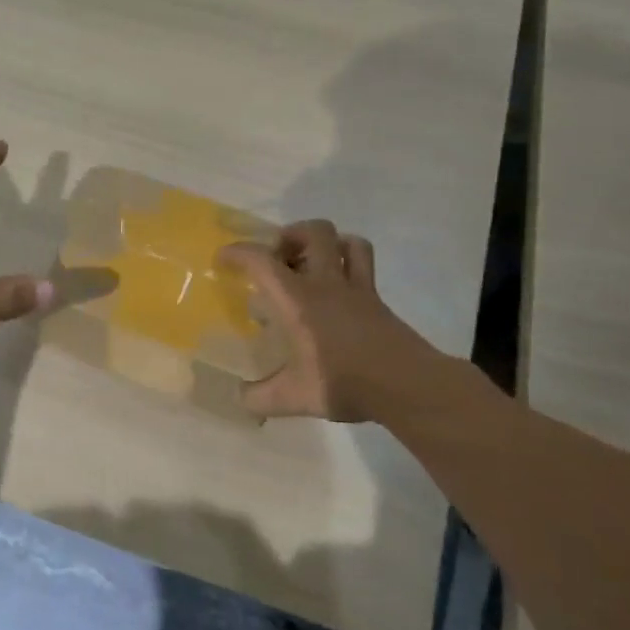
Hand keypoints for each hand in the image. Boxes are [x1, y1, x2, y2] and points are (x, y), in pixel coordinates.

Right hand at [220, 221, 426, 421]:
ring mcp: (358, 288)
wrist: (406, 384)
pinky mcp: (378, 300)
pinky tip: (338, 291)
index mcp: (298, 300)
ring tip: (311, 264)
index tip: (223, 259)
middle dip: (291, 235)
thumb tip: (239, 398)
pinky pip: (364, 266)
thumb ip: (259, 397)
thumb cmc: (343, 382)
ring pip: (348, 241)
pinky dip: (348, 265)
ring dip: (327, 244)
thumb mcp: (293, 398)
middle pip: (314, 232)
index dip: (238, 252)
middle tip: (278, 259)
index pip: (262, 261)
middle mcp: (327, 283)